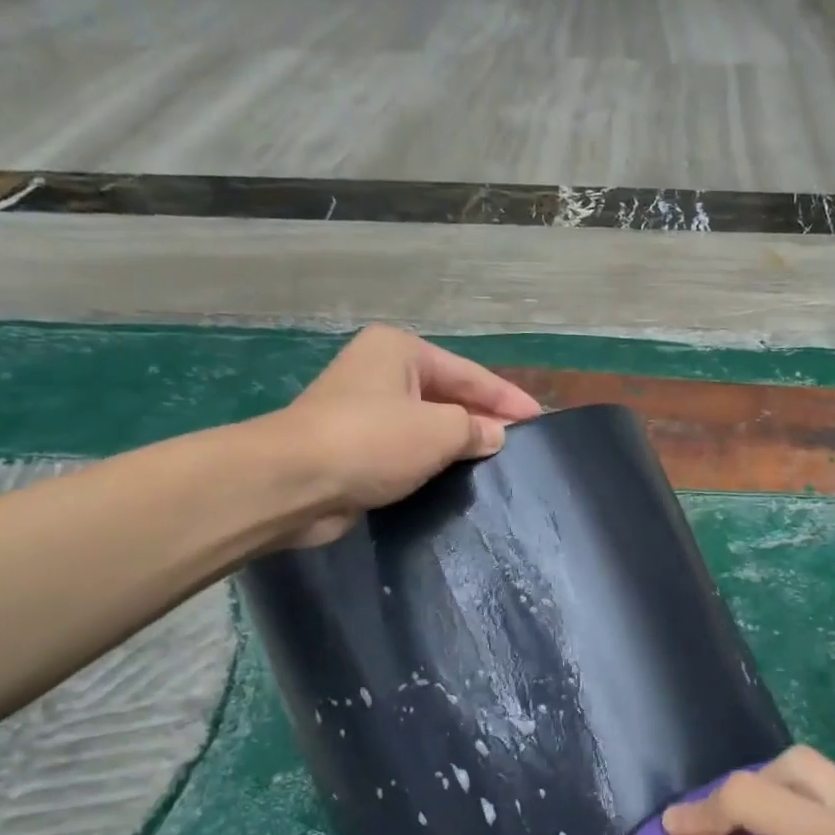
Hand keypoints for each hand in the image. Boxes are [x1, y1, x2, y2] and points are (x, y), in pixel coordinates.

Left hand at [238, 326, 540, 548]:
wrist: (294, 482)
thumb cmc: (373, 440)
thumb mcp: (439, 430)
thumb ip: (475, 429)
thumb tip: (494, 436)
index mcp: (400, 351)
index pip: (469, 373)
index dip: (507, 397)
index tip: (540, 419)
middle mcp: (380, 372)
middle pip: (447, 396)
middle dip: (483, 419)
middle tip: (521, 445)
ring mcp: (363, 410)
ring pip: (426, 425)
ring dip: (457, 444)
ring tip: (496, 464)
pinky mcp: (354, 448)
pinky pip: (406, 451)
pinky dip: (431, 462)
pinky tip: (456, 479)